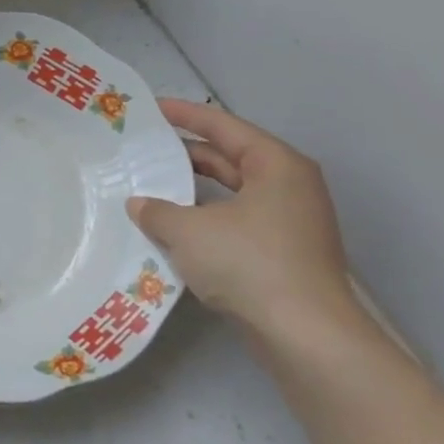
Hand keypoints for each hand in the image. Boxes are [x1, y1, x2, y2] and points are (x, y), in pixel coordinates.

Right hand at [127, 99, 364, 348]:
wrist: (305, 334)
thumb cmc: (249, 264)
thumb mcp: (189, 231)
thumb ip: (157, 211)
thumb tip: (139, 204)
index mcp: (277, 165)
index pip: (224, 127)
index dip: (186, 115)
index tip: (152, 108)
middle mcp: (290, 187)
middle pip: (230, 159)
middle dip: (187, 155)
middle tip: (146, 150)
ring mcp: (291, 223)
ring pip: (232, 195)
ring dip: (193, 193)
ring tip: (152, 189)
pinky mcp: (284, 255)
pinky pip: (237, 224)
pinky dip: (206, 222)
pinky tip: (174, 232)